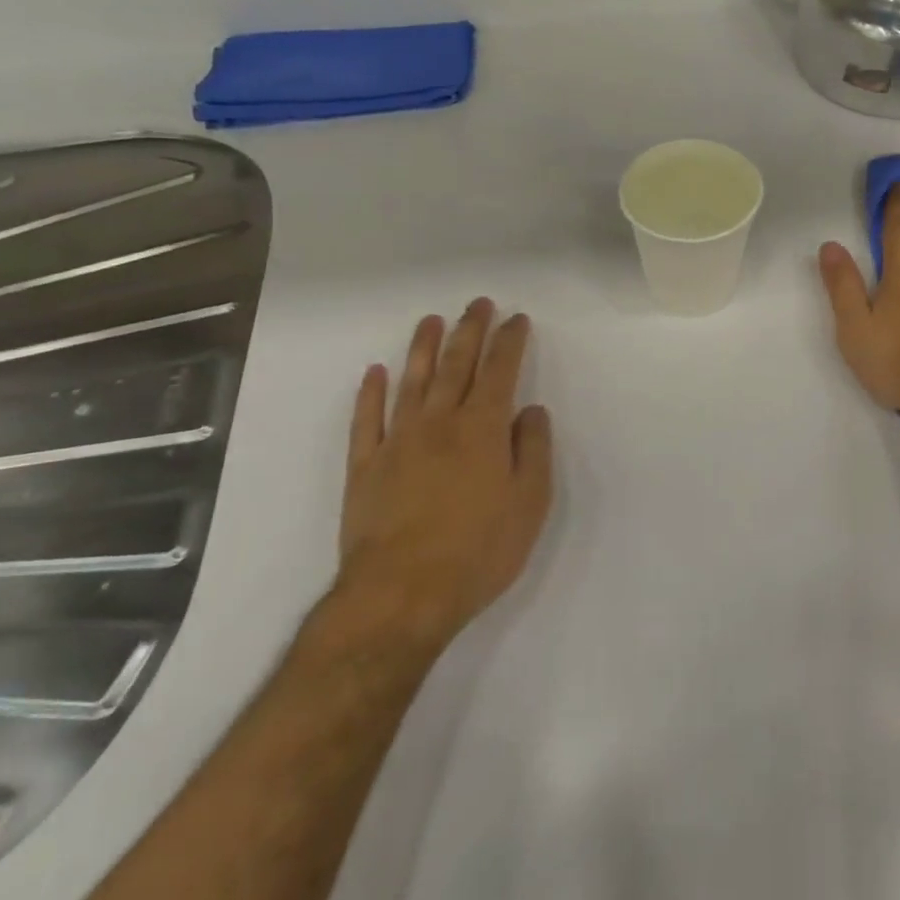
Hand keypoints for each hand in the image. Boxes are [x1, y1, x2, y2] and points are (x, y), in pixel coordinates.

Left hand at [335, 298, 553, 650]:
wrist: (401, 595)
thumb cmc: (478, 551)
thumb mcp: (529, 504)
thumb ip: (534, 451)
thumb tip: (531, 411)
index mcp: (483, 429)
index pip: (500, 371)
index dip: (509, 341)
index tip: (517, 319)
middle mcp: (440, 423)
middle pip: (456, 364)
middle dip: (469, 330)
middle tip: (478, 304)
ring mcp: (398, 442)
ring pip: (411, 382)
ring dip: (422, 347)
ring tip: (430, 321)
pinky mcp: (365, 467)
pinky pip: (366, 420)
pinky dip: (370, 393)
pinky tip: (374, 373)